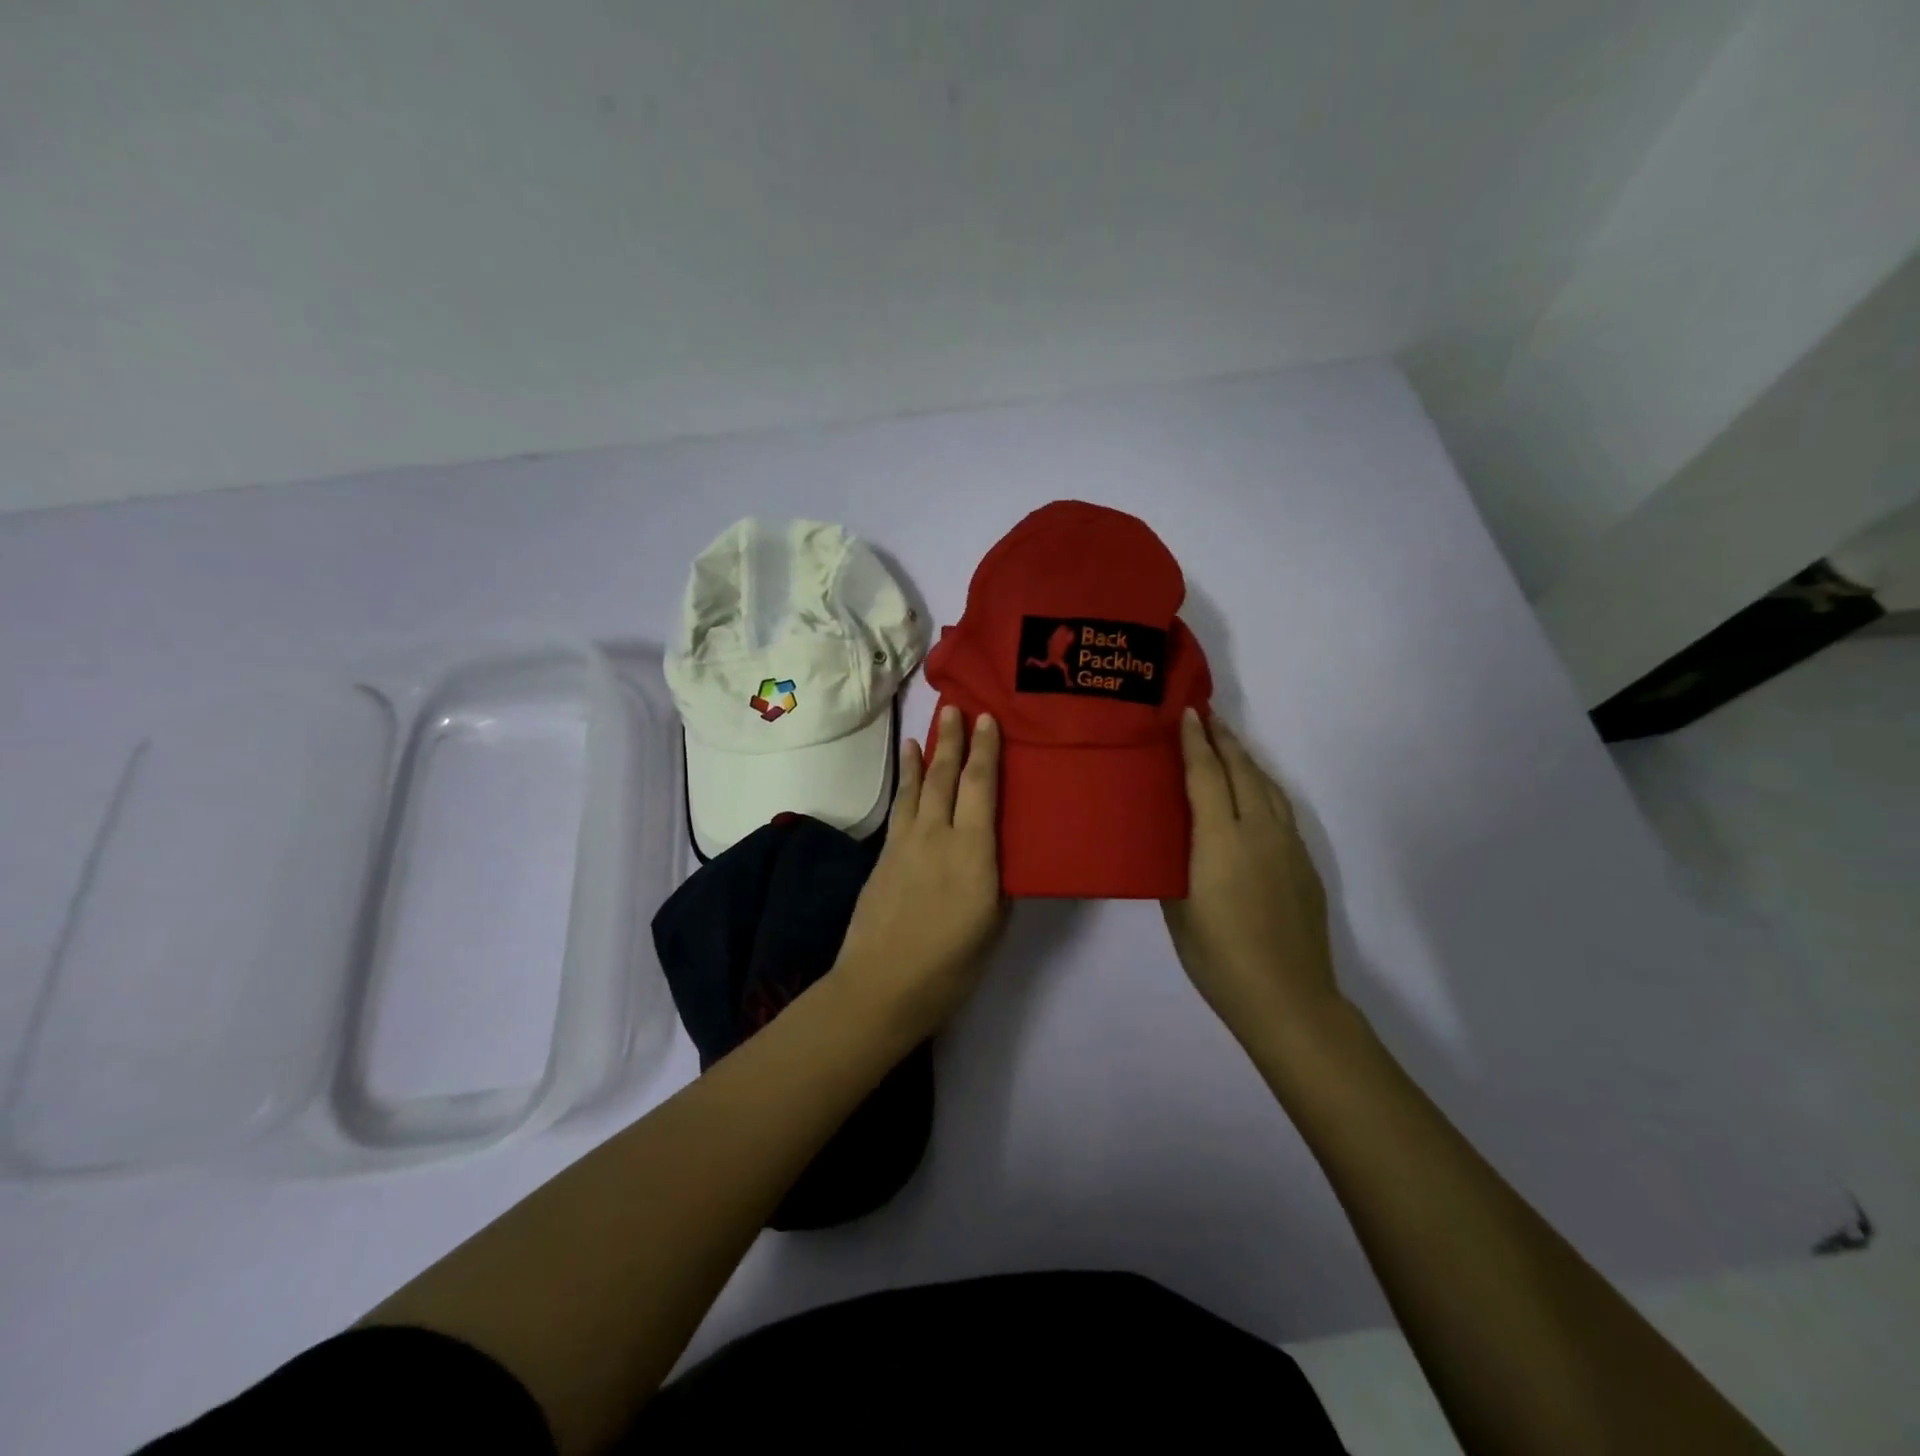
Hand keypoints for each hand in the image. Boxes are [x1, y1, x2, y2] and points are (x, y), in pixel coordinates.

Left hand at [832, 705, 1005, 1037]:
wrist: (880, 986)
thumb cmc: (949, 965)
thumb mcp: (992, 927)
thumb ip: (997, 883)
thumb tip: (996, 858)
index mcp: (973, 852)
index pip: (982, 788)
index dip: (986, 751)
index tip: (988, 719)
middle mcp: (938, 836)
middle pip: (946, 777)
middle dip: (952, 740)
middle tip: (955, 708)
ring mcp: (906, 843)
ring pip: (918, 787)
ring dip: (925, 756)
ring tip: (926, 730)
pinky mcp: (884, 856)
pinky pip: (900, 808)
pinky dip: (904, 784)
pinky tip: (906, 774)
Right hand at [1163, 708, 1340, 1044]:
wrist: (1288, 998)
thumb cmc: (1218, 958)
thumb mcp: (1178, 909)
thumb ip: (1174, 863)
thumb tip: (1173, 836)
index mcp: (1221, 841)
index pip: (1207, 775)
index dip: (1196, 742)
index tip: (1187, 713)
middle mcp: (1259, 832)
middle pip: (1243, 770)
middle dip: (1224, 739)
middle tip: (1206, 716)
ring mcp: (1288, 846)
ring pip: (1268, 786)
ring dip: (1247, 760)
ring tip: (1229, 745)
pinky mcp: (1305, 863)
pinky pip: (1281, 809)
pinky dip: (1262, 787)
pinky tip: (1254, 793)